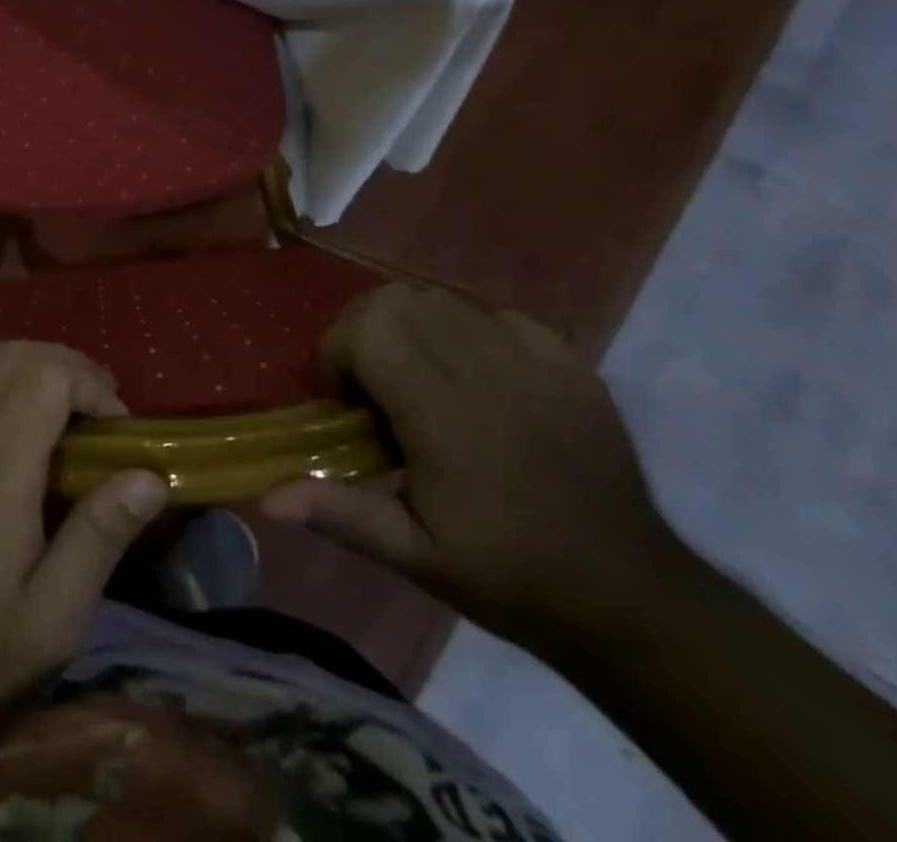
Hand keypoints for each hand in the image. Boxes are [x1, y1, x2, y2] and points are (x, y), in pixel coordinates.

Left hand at [0, 340, 168, 761]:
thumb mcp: (54, 618)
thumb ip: (100, 537)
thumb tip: (149, 476)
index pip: (48, 375)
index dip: (90, 384)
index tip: (116, 426)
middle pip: (12, 355)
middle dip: (63, 366)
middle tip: (92, 409)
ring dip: (3, 356)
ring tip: (33, 392)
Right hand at [261, 283, 691, 659]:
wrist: (631, 597)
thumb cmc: (509, 575)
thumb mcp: (415, 558)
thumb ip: (340, 515)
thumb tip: (266, 498)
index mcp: (445, 416)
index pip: (369, 330)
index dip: (337, 352)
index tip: (344, 401)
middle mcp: (487, 372)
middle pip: (397, 300)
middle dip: (363, 330)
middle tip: (368, 382)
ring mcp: (535, 361)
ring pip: (441, 299)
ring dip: (409, 326)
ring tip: (415, 377)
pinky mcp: (569, 362)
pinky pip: (495, 314)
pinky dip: (466, 330)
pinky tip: (473, 376)